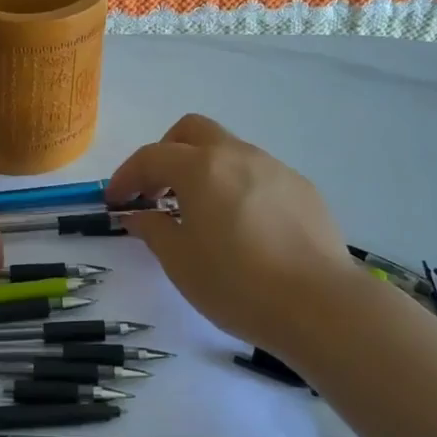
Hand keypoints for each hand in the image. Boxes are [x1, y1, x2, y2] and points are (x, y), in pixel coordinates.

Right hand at [107, 114, 364, 354]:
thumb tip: (137, 215)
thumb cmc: (237, 284)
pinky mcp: (302, 188)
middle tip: (157, 191)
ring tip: (200, 213)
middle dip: (166, 153)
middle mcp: (238, 155)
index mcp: (201, 168)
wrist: (321, 305)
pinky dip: (236, 186)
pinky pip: (257, 173)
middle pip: (192, 131)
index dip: (126, 176)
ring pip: (228, 150)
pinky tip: (241, 226)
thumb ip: (152, 229)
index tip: (115, 201)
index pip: (151, 157)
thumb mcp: (180, 262)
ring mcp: (275, 168)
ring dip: (203, 169)